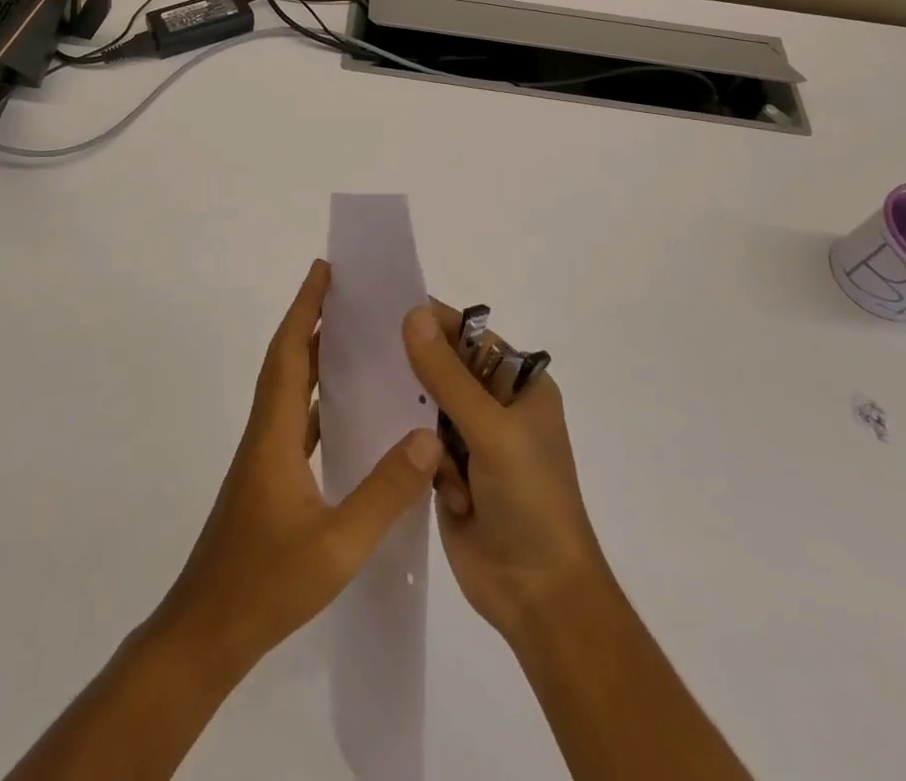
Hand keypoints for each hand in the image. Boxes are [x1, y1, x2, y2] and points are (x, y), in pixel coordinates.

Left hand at [156, 260, 442, 680]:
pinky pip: (296, 420)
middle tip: (346, 291)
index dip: (305, 308)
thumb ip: (385, 492)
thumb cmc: (266, 585)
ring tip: (352, 337)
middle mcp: (266, 433)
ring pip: (290, 389)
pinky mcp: (269, 480)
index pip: (290, 353)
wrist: (207, 633)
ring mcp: (265, 458)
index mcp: (275, 433)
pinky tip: (345, 411)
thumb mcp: (337, 545)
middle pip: (287, 360)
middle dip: (311, 319)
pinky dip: (317, 399)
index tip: (323, 270)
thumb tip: (428, 438)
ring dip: (314, 355)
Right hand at [402, 302, 610, 646]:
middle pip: (443, 368)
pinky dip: (418, 453)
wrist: (539, 596)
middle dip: (414, 369)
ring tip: (395, 419)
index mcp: (520, 385)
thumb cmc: (530, 500)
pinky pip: (420, 443)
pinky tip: (421, 470)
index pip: (469, 336)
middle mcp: (497, 405)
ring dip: (417, 419)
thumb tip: (413, 314)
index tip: (382, 308)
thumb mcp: (492, 430)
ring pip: (426, 406)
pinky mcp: (451, 473)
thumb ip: (448, 375)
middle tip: (366, 354)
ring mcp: (473, 441)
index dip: (432, 321)